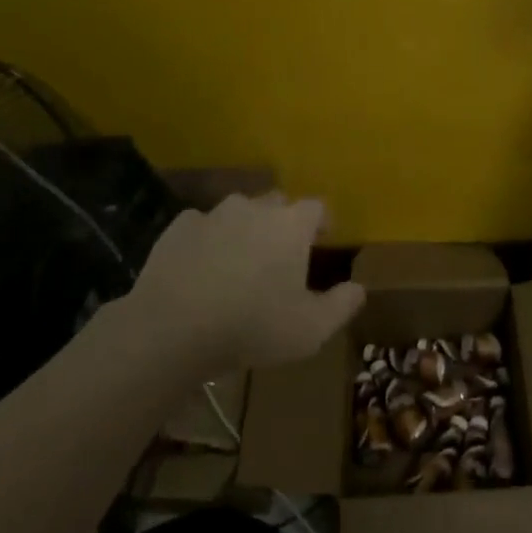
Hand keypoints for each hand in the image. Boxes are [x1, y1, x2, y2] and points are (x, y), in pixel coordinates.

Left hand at [95, 193, 364, 382]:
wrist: (172, 328)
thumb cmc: (252, 325)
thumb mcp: (311, 329)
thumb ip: (342, 305)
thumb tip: (359, 288)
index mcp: (291, 225)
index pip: (317, 207)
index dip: (322, 223)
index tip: (322, 242)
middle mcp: (254, 208)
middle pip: (277, 203)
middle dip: (283, 223)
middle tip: (282, 255)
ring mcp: (212, 214)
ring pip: (237, 212)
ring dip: (244, 229)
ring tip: (241, 262)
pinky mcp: (177, 228)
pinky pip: (201, 226)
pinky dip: (207, 240)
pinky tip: (203, 268)